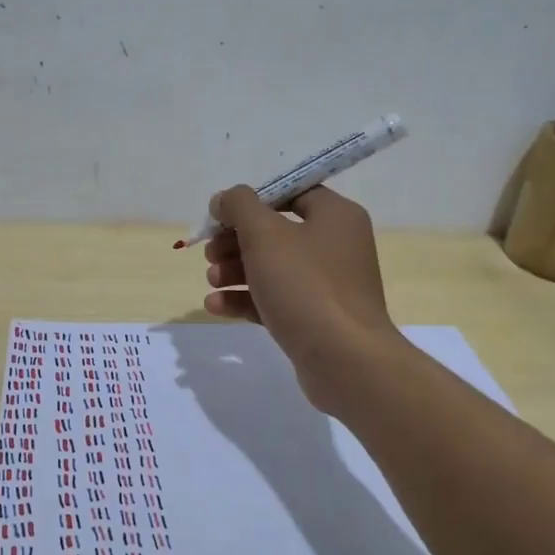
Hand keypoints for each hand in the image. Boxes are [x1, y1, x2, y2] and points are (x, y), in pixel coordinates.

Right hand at [201, 185, 400, 412]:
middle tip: (210, 254)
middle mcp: (336, 245)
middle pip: (275, 232)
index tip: (220, 216)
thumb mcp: (265, 235)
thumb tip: (224, 199)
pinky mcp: (315, 318)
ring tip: (211, 281)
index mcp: (335, 216)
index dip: (251, 201)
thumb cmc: (306, 286)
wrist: (345, 361)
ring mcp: (327, 285)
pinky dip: (246, 299)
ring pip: (272, 268)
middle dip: (235, 241)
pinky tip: (215, 306)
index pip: (290, 193)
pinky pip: (275, 299)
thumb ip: (239, 207)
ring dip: (235, 271)